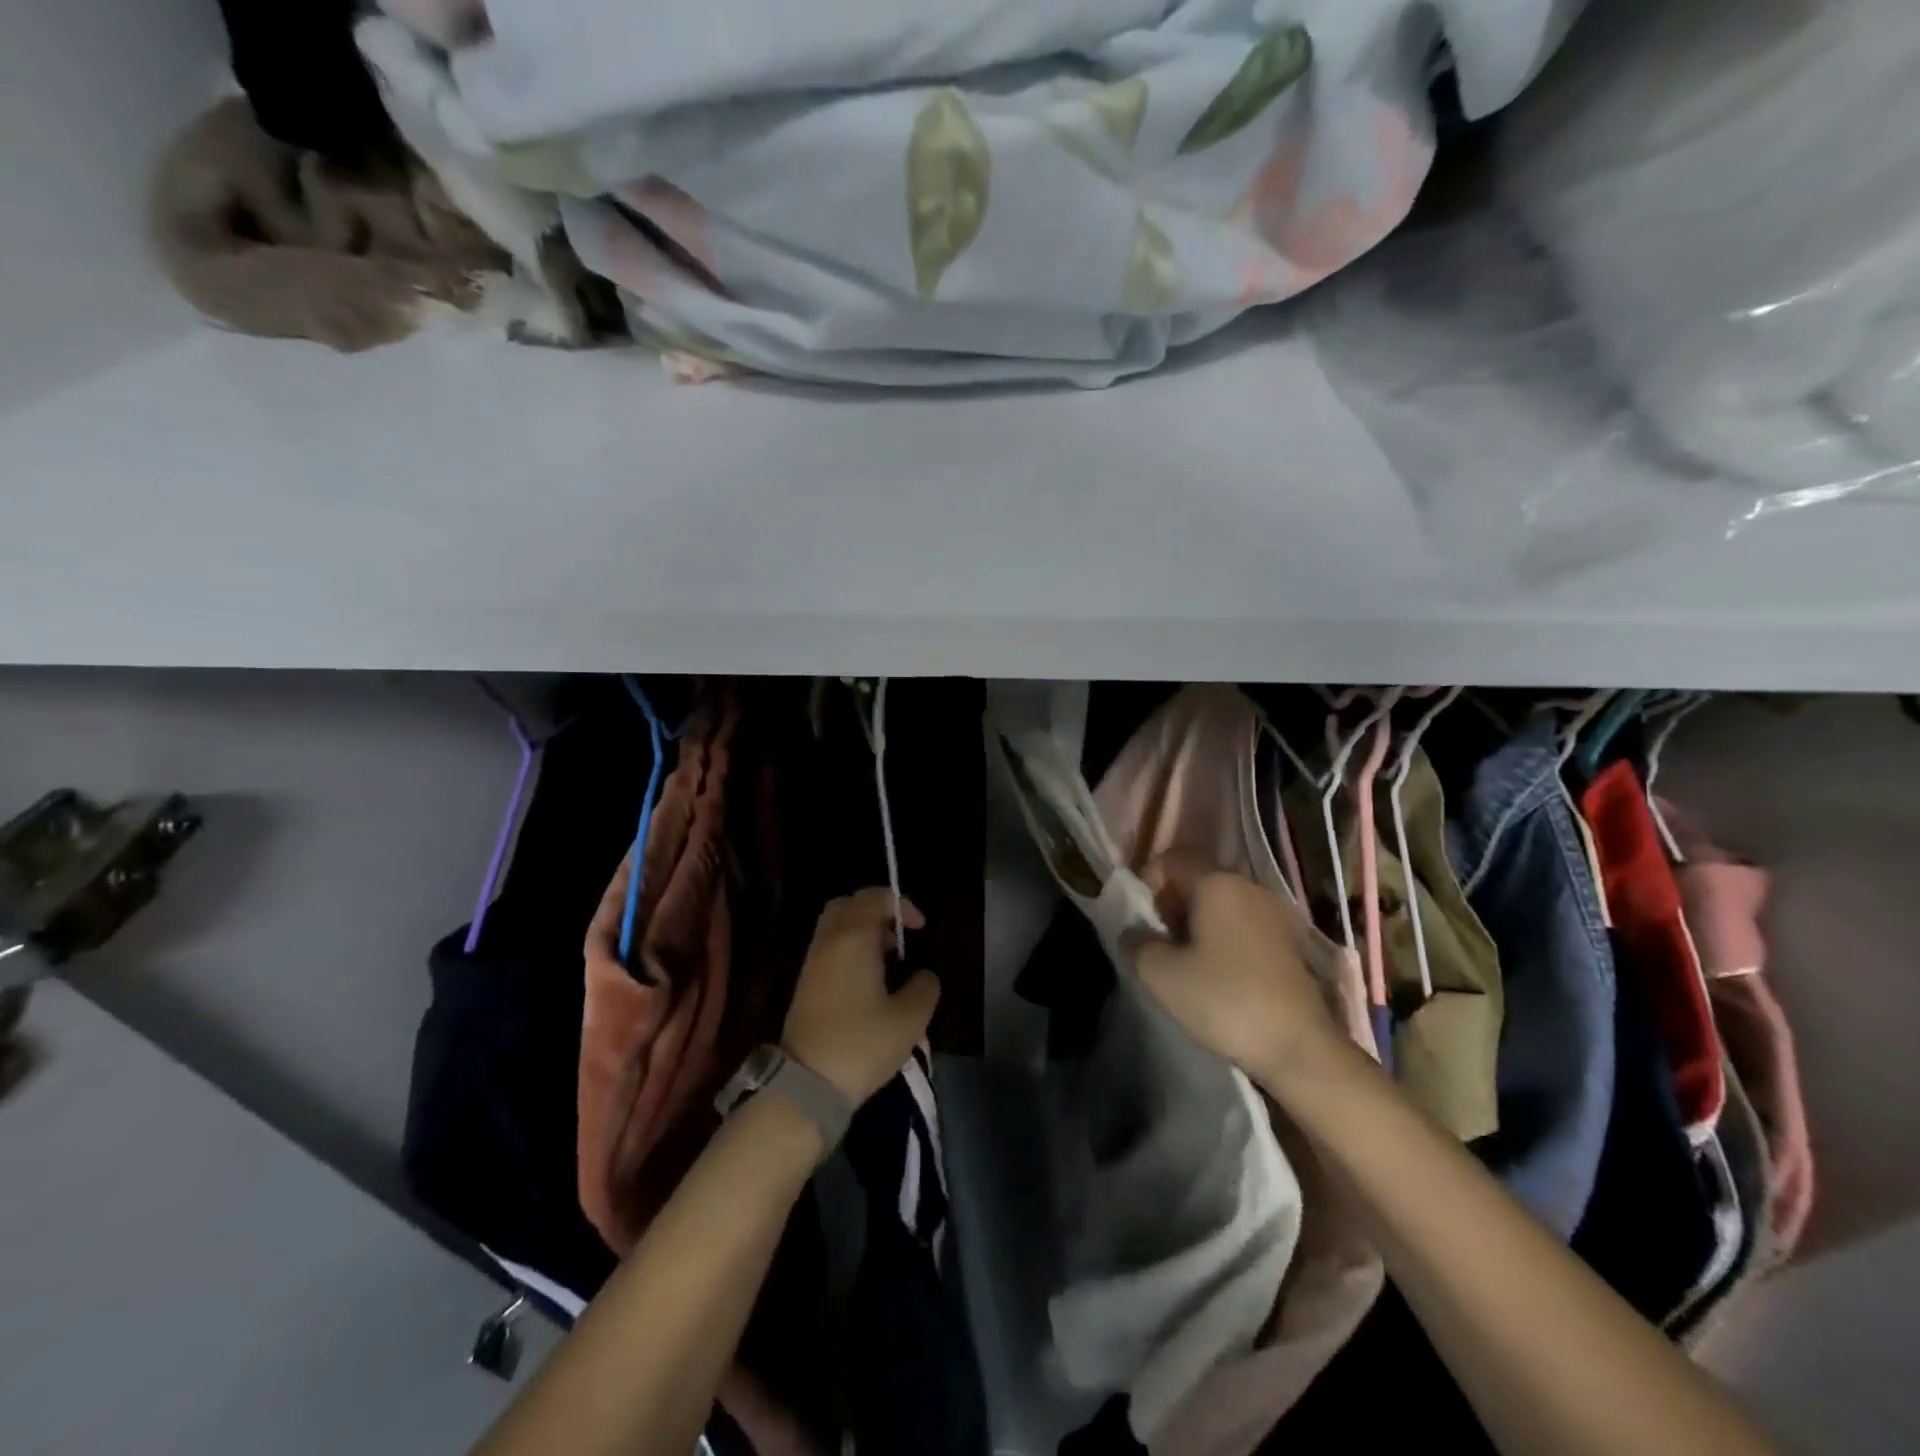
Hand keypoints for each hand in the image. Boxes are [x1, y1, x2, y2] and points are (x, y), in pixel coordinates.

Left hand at [783, 890, 940, 1105]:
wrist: (807, 1084)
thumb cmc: (862, 1043)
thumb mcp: (910, 1019)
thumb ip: (924, 987)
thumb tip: (923, 976)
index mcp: (852, 938)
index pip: (873, 897)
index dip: (901, 905)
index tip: (920, 930)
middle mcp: (828, 942)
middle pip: (848, 906)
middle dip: (876, 913)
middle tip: (899, 939)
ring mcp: (812, 964)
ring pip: (836, 929)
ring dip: (863, 935)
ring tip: (889, 964)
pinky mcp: (805, 986)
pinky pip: (830, 951)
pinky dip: (851, 954)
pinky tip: (870, 984)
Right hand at [1134, 864, 1348, 1096]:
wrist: (1299, 1048)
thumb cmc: (1224, 1000)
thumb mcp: (1160, 974)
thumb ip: (1136, 943)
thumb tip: (1132, 932)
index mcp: (1217, 882)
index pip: (1170, 860)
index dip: (1146, 882)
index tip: (1141, 921)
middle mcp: (1248, 886)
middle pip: (1196, 879)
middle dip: (1170, 904)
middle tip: (1158, 943)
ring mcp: (1274, 913)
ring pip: (1219, 902)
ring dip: (1195, 923)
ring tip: (1184, 962)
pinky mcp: (1288, 941)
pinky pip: (1242, 923)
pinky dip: (1221, 937)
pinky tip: (1217, 974)